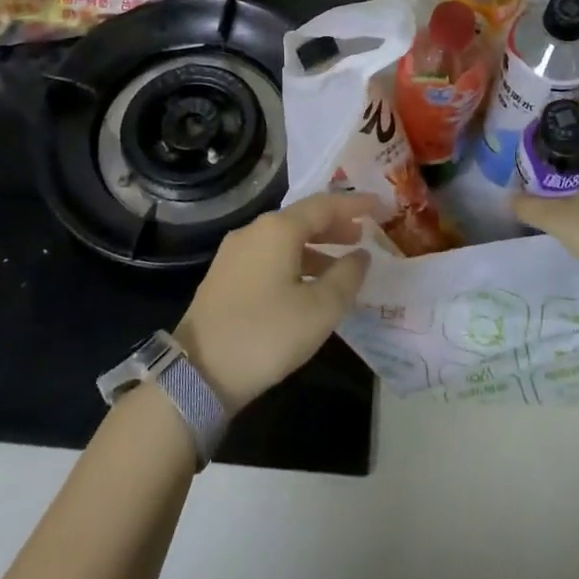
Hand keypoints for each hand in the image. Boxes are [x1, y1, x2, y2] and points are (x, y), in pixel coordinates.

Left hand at [175, 192, 381, 415]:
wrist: (198, 373)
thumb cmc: (266, 334)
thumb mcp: (319, 310)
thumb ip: (346, 277)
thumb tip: (361, 256)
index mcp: (278, 229)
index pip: (324, 205)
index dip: (354, 205)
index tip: (380, 206)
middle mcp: (254, 231)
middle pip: (302, 218)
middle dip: (334, 225)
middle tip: (362, 235)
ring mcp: (235, 252)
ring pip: (284, 239)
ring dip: (315, 246)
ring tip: (340, 264)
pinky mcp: (224, 276)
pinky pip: (269, 256)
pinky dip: (294, 260)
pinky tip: (306, 285)